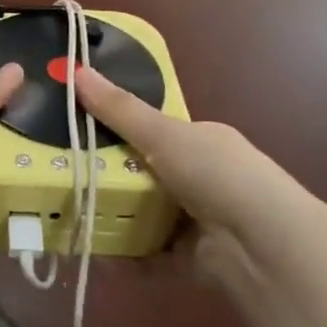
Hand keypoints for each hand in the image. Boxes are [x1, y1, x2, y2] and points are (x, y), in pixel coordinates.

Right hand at [73, 64, 326, 309]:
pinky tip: (95, 253)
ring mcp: (195, 219)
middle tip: (63, 175)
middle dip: (107, 176)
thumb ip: (119, 109)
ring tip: (69, 215)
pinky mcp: (189, 259)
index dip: (117, 129)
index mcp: (199, 140)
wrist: (263, 246)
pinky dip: (124, 256)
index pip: (153, 130)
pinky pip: (148, 254)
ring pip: (143, 214)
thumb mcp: (164, 134)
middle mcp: (199, 177)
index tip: (77, 129)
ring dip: (112, 217)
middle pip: (142, 173)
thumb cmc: (217, 174)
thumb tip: (74, 68)